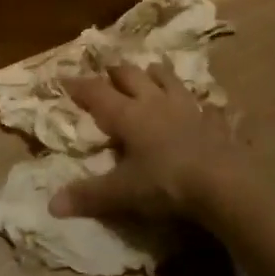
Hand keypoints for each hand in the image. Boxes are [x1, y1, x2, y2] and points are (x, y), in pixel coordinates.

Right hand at [48, 63, 249, 223]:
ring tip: (151, 71)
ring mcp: (188, 109)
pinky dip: (202, 104)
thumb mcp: (122, 193)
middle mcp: (156, 103)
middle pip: (132, 76)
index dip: (79, 85)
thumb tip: (51, 205)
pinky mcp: (215, 122)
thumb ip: (88, 196)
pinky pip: (208, 106)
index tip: (64, 76)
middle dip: (117, 72)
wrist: (223, 183)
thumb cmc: (165, 183)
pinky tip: (205, 107)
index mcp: (129, 115)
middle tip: (108, 70)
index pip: (97, 93)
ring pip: (169, 80)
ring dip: (157, 74)